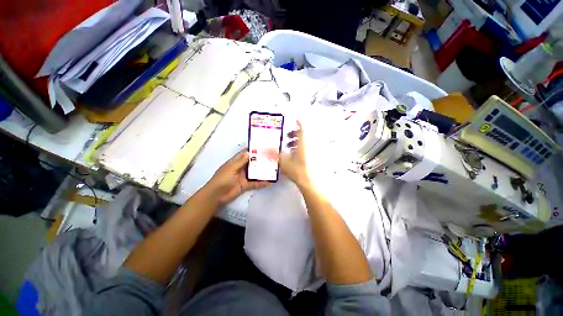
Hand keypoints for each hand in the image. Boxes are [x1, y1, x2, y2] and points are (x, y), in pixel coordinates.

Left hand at [207, 150, 270, 203]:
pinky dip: (262, 182)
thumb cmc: (222, 179)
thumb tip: (248, 152)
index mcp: (236, 162)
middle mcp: (241, 168)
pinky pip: (255, 183)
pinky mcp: (246, 185)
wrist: (217, 195)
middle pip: (252, 163)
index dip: (253, 151)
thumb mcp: (231, 168)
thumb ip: (240, 161)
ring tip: (273, 169)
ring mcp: (244, 177)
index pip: (245, 154)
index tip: (263, 148)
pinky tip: (269, 181)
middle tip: (271, 158)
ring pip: (255, 173)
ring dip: (262, 171)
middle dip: (260, 161)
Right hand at [278, 121, 309, 187]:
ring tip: (288, 145)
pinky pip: (302, 148)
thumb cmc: (296, 169)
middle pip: (302, 136)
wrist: (306, 180)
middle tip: (286, 136)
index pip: (302, 130)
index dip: (299, 124)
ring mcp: (307, 152)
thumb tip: (265, 150)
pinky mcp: (307, 157)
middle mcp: (306, 147)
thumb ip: (274, 155)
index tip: (295, 120)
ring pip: (302, 142)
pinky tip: (291, 153)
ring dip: (295, 141)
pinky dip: (297, 147)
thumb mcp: (283, 161)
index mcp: (301, 145)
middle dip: (294, 134)